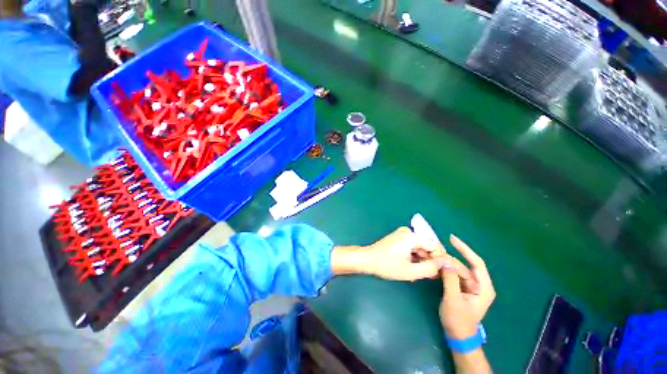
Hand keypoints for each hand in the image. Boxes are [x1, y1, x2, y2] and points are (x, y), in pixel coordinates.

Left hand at [331, 227, 470, 281]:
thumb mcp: (410, 271)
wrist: (367, 260)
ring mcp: (401, 234)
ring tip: (421, 275)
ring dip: (421, 261)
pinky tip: (412, 268)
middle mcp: (407, 232)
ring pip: (419, 248)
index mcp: (411, 236)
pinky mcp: (398, 238)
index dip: (440, 260)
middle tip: (431, 277)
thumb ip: (430, 268)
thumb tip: (445, 264)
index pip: (434, 246)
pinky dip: (414, 257)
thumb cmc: (387, 265)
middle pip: (426, 247)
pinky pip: (411, 247)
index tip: (442, 273)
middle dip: (430, 261)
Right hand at [439, 235, 494, 338]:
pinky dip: (444, 270)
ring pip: (456, 269)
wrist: (458, 336)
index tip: (451, 238)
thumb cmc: (458, 320)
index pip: (476, 263)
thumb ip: (450, 280)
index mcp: (483, 287)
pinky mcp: (461, 287)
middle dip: (449, 258)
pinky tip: (434, 267)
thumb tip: (445, 262)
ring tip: (431, 257)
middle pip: (463, 265)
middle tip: (433, 252)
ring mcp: (470, 286)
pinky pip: (453, 274)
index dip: (465, 249)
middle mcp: (478, 284)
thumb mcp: (453, 300)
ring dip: (445, 263)